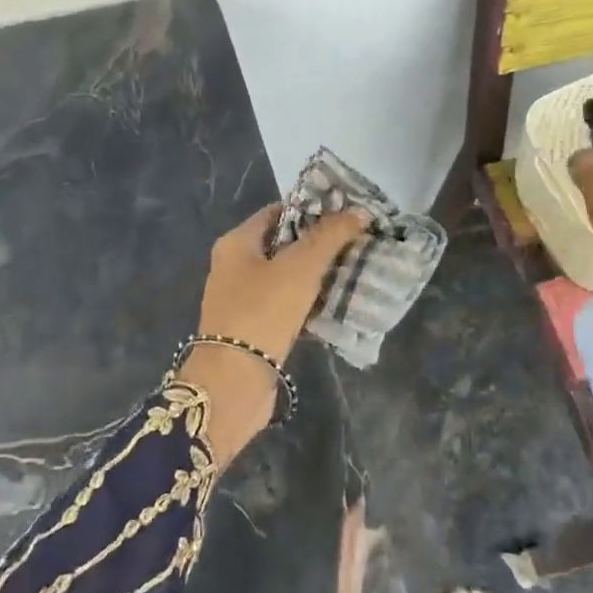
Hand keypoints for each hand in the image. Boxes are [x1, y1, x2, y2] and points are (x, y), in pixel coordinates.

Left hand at [198, 204, 368, 363]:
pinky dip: (309, 305)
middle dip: (319, 244)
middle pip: (283, 245)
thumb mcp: (301, 267)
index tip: (346, 214)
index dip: (311, 210)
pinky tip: (338, 307)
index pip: (277, 212)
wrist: (234, 382)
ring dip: (317, 277)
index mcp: (236, 243)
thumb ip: (331, 236)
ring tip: (354, 272)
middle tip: (357, 243)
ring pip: (286, 278)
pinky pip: (286, 307)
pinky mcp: (253, 330)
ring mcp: (242, 300)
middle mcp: (234, 267)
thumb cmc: (263, 311)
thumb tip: (359, 212)